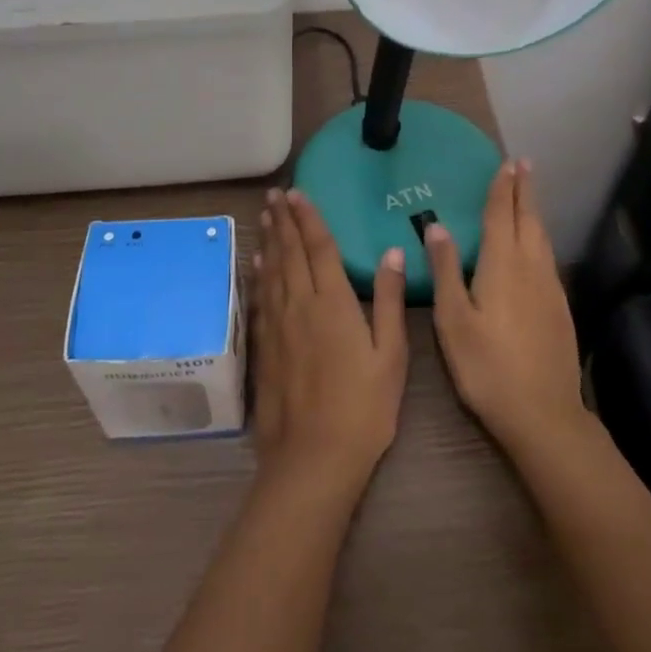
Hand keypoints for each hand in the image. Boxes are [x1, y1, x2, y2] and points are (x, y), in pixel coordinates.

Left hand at [250, 188, 408, 495]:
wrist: (313, 458)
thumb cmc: (363, 408)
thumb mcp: (390, 355)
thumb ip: (389, 300)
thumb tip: (393, 252)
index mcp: (333, 302)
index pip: (319, 248)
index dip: (309, 218)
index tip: (298, 192)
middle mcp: (300, 304)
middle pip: (289, 252)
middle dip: (284, 220)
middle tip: (275, 194)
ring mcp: (278, 325)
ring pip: (271, 270)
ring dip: (269, 239)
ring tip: (265, 215)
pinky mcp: (264, 346)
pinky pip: (261, 297)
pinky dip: (259, 274)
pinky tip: (257, 263)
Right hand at [428, 160, 588, 458]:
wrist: (544, 414)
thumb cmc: (487, 367)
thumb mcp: (453, 320)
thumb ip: (445, 270)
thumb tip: (437, 226)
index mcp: (502, 266)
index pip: (501, 216)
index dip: (502, 188)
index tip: (506, 163)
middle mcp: (531, 268)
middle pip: (528, 220)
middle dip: (524, 190)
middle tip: (524, 164)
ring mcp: (550, 288)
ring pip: (542, 238)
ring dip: (534, 211)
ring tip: (529, 195)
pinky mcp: (560, 308)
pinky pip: (548, 257)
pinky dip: (540, 238)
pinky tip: (537, 246)